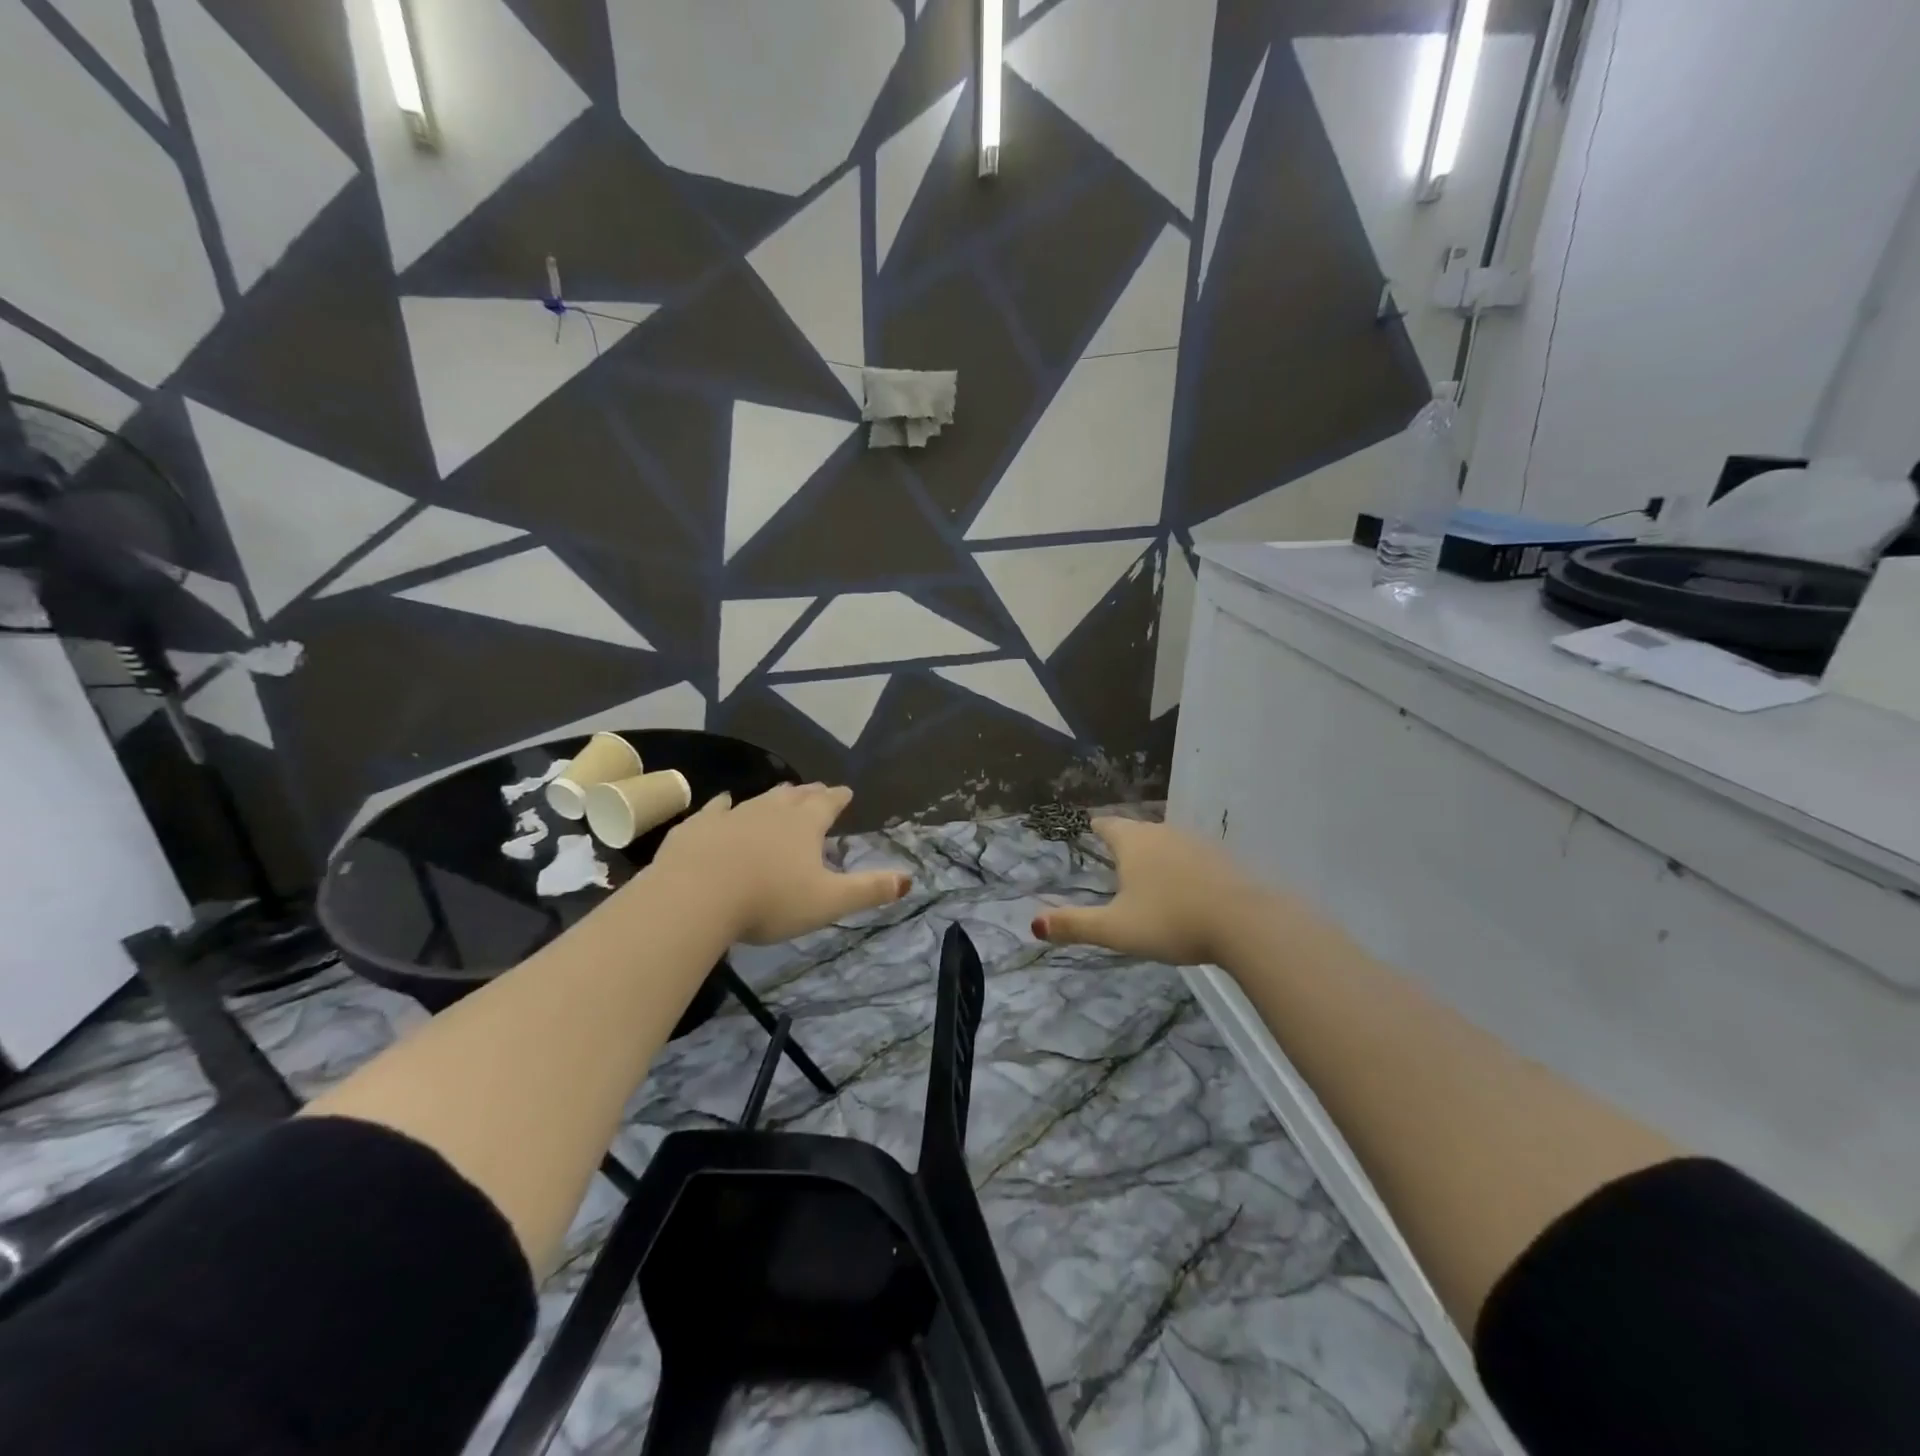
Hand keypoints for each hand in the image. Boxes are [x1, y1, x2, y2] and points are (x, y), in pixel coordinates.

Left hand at [651, 783, 909, 944]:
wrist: (697, 896)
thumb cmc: (770, 900)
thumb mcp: (829, 901)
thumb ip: (869, 890)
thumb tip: (909, 880)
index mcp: (805, 825)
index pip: (828, 804)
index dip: (838, 797)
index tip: (846, 792)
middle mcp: (771, 811)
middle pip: (795, 795)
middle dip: (809, 793)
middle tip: (817, 789)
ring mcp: (732, 815)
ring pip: (760, 798)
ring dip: (775, 796)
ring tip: (783, 792)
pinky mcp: (698, 827)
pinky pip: (716, 809)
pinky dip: (724, 804)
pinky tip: (724, 802)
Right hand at [1031, 817, 1264, 965]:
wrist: (1245, 922)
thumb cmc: (1171, 921)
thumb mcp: (1116, 929)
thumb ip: (1076, 925)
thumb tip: (1034, 923)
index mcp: (1134, 844)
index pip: (1109, 826)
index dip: (1098, 827)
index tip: (1092, 825)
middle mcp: (1164, 834)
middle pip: (1139, 830)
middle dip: (1126, 839)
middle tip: (1116, 850)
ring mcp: (1198, 844)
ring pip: (1168, 842)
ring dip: (1157, 852)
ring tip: (1149, 869)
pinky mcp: (1225, 861)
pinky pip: (1195, 858)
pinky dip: (1184, 867)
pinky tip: (1188, 885)